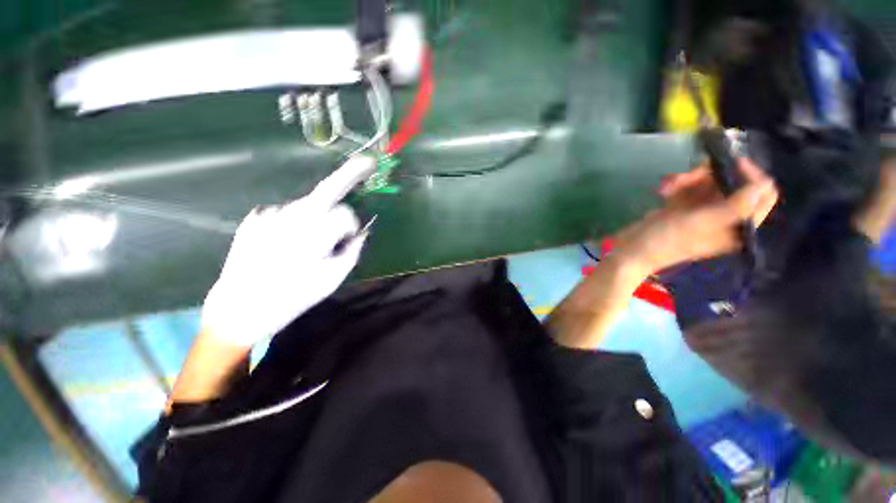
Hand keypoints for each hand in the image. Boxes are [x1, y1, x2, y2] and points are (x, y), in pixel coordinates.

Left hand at [201, 155, 375, 346]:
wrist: (240, 309)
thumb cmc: (293, 297)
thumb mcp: (332, 279)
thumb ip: (352, 251)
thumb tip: (361, 234)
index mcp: (314, 235)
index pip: (345, 214)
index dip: (352, 225)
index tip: (351, 237)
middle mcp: (291, 217)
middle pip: (326, 191)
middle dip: (348, 175)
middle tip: (365, 163)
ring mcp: (270, 215)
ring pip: (306, 205)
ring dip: (317, 214)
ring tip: (309, 241)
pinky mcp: (254, 219)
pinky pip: (285, 213)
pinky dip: (295, 221)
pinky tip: (287, 241)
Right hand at [614, 158, 777, 275]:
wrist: (632, 250)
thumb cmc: (667, 241)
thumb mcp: (701, 223)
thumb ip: (735, 206)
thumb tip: (763, 185)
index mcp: (737, 226)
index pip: (762, 196)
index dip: (751, 176)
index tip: (731, 163)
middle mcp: (724, 216)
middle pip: (731, 184)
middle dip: (709, 176)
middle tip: (687, 177)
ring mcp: (702, 211)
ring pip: (707, 182)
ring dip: (688, 179)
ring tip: (669, 185)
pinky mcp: (682, 207)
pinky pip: (688, 187)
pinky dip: (676, 184)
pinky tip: (663, 189)